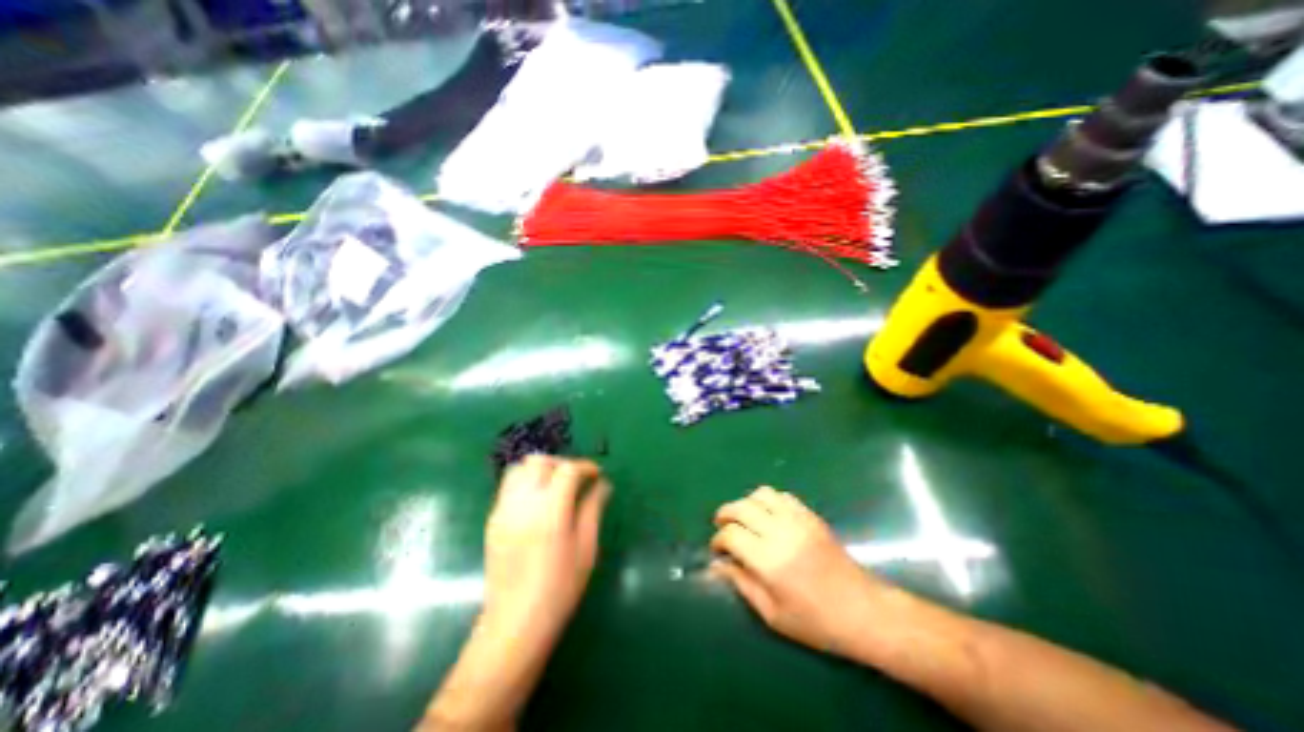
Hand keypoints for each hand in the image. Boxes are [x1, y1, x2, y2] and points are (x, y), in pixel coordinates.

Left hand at [484, 458, 610, 647]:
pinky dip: (526, 483)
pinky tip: (538, 503)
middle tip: (576, 479)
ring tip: (555, 486)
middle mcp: (523, 503)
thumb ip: (593, 508)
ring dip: (540, 470)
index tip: (596, 474)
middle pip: (539, 461)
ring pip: (519, 469)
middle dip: (561, 463)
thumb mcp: (586, 547)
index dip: (585, 466)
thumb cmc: (560, 587)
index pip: (567, 469)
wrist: (515, 623)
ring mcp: (503, 510)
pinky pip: (508, 487)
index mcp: (551, 511)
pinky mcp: (492, 520)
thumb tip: (602, 484)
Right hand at [713, 489, 886, 654]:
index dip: (718, 539)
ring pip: (761, 494)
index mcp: (768, 560)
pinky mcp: (810, 515)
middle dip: (725, 514)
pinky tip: (768, 516)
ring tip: (744, 519)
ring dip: (746, 503)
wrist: (864, 611)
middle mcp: (780, 532)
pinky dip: (768, 500)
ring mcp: (797, 519)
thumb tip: (718, 566)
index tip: (717, 550)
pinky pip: (782, 496)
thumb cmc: (816, 622)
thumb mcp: (773, 614)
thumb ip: (742, 584)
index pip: (731, 534)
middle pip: (741, 507)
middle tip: (722, 527)